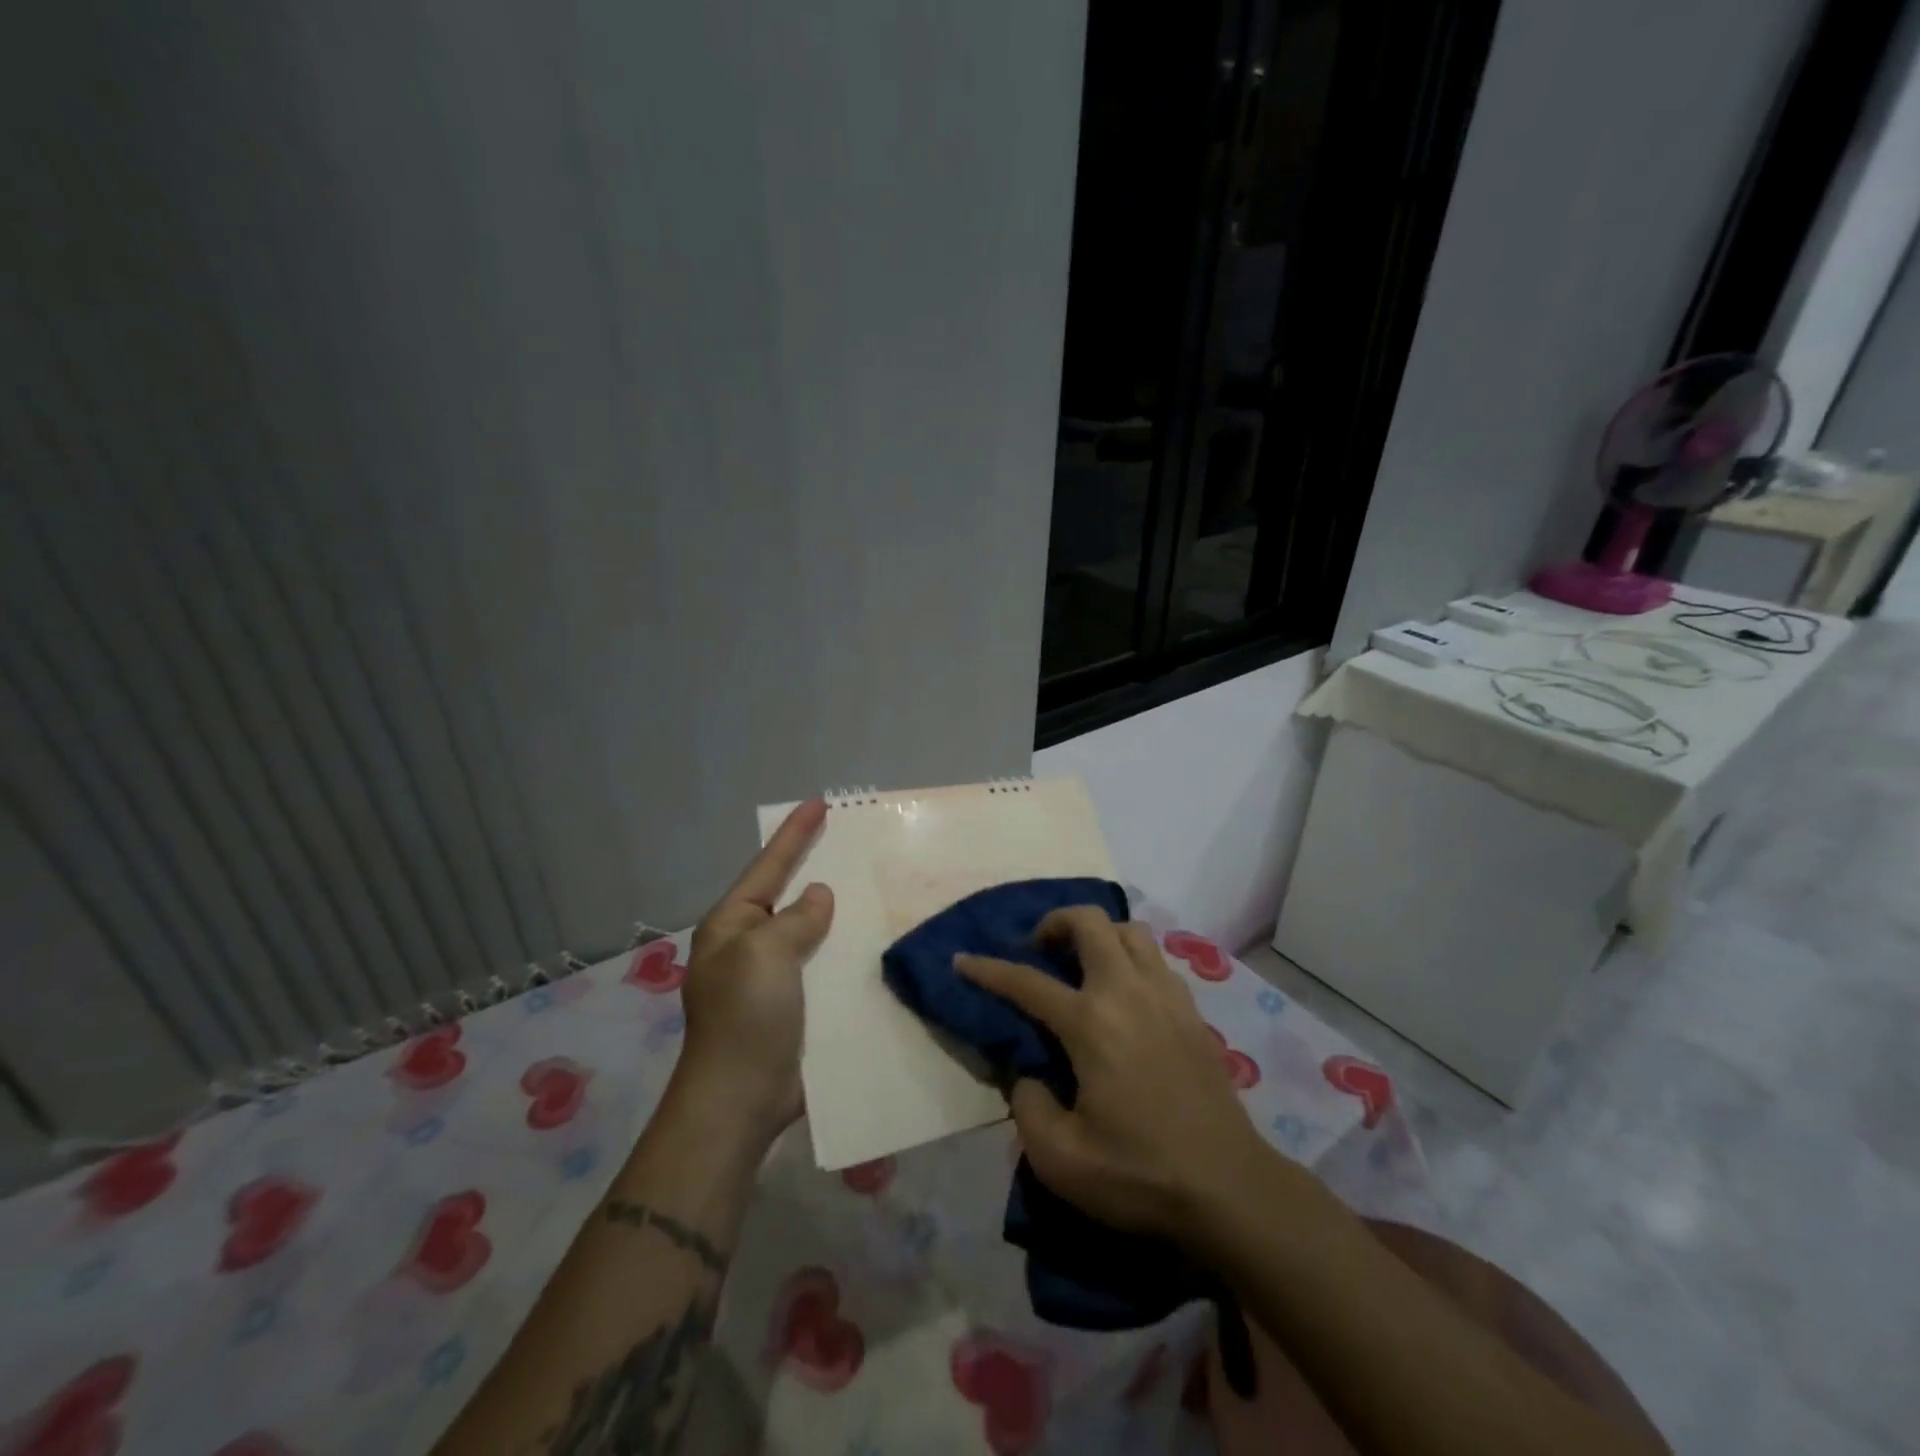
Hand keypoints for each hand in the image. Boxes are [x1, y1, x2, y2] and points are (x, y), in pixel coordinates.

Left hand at [674, 799, 833, 1142]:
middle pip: (786, 894)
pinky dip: (840, 948)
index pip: (768, 866)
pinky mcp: (791, 1005)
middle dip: (813, 867)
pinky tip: (868, 940)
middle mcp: (747, 945)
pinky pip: (819, 963)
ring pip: (807, 929)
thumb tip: (818, 896)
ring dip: (833, 911)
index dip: (794, 834)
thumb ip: (796, 919)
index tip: (819, 803)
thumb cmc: (746, 1016)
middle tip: (847, 841)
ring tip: (867, 885)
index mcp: (731, 925)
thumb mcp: (767, 953)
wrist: (740, 1099)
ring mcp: (769, 977)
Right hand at [957, 908, 1269, 1244]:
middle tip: (1039, 951)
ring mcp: (1166, 996)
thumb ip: (1028, 1107)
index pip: (1027, 982)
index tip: (962, 960)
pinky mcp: (1192, 1012)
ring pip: (1130, 931)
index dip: (988, 969)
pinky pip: (1156, 960)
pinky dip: (1130, 958)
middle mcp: (1127, 993)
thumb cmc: (1141, 1175)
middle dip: (1055, 922)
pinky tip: (1123, 994)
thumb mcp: (1061, 1160)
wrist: (1230, 1189)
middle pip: (1090, 923)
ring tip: (1082, 965)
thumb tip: (1029, 1075)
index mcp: (1091, 1023)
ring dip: (1099, 935)